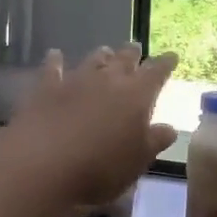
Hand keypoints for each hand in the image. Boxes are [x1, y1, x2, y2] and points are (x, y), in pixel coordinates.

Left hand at [5, 44, 176, 205]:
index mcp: (137, 95)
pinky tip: (55, 54)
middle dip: (132, 54)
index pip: (157, 72)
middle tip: (136, 48)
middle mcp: (108, 80)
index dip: (166, 63)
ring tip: (105, 52)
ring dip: (101, 56)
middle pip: (124, 59)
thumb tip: (170, 128)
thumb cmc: (101, 168)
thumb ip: (155, 141)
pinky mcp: (46, 89)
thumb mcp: (138, 161)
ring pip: (92, 60)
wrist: (44, 166)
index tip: (172, 56)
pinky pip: (52, 68)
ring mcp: (75, 81)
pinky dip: (55, 60)